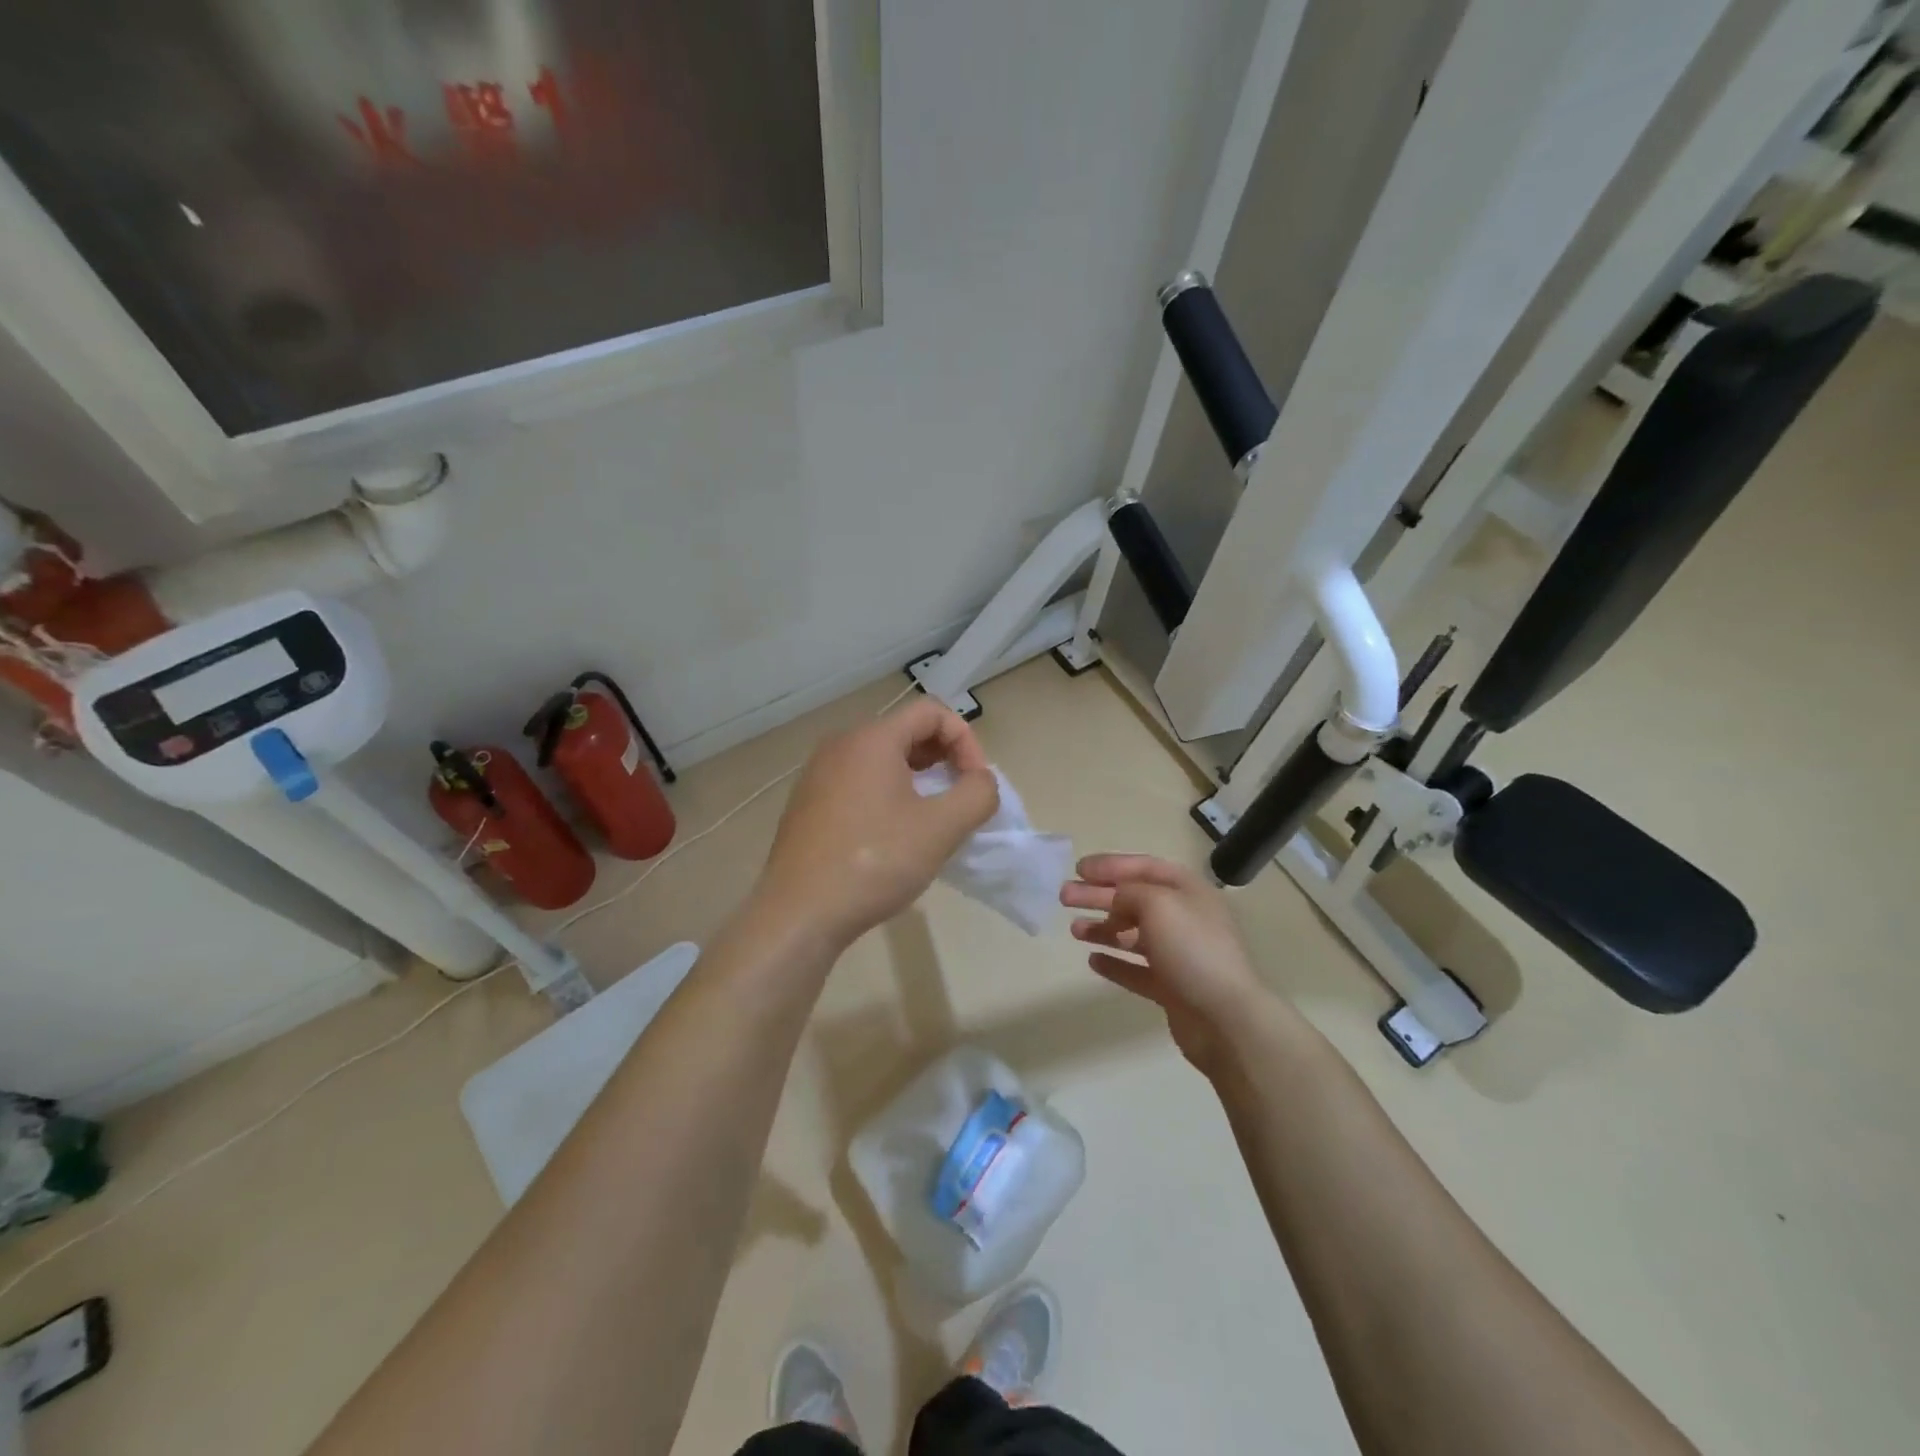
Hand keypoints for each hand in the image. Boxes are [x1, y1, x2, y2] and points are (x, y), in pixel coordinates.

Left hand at [758, 698, 998, 947]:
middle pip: (906, 731)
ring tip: (931, 819)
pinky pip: (859, 782)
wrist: (799, 914)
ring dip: (917, 779)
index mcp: (871, 739)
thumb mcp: (941, 828)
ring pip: (882, 759)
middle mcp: (840, 745)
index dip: (965, 741)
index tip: (975, 784)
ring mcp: (818, 774)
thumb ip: (977, 794)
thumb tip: (981, 781)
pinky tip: (893, 836)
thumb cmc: (874, 862)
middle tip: (959, 800)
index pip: (931, 711)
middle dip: (943, 759)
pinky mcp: (808, 803)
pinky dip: (887, 795)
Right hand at [1061, 854, 1266, 1072]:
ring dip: (1103, 928)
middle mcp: (1185, 918)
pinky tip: (1093, 961)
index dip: (1111, 865)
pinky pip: (1137, 970)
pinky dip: (1115, 963)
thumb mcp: (1157, 904)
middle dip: (1098, 896)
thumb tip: (1116, 898)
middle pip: (1134, 900)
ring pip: (1134, 935)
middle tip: (1064, 896)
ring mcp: (1179, 955)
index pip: (1145, 868)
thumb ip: (1130, 893)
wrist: (1225, 1019)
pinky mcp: (1172, 988)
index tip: (1078, 869)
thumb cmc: (1192, 949)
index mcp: (1188, 891)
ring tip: (1074, 930)